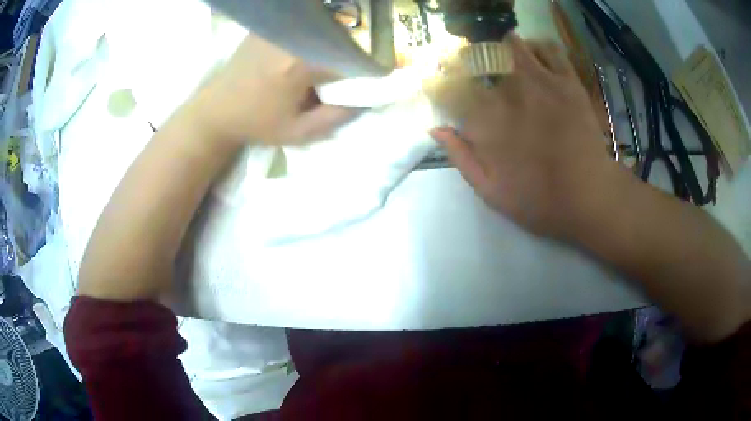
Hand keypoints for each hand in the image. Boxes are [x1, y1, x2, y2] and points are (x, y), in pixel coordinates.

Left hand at [184, 33, 356, 144]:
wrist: (217, 110)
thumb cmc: (257, 124)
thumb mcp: (300, 132)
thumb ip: (338, 116)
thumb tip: (367, 97)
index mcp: (300, 65)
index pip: (350, 59)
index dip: (365, 69)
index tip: (369, 80)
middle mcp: (291, 39)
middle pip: (338, 38)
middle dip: (351, 53)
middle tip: (348, 72)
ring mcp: (278, 29)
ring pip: (322, 28)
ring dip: (333, 42)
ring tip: (327, 62)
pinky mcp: (268, 27)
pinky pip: (302, 26)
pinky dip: (314, 35)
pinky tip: (310, 49)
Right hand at [430, 33, 621, 237]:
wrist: (589, 195)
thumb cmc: (539, 200)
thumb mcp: (490, 191)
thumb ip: (460, 158)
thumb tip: (435, 128)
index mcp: (485, 121)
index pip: (454, 87)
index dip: (449, 85)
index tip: (453, 92)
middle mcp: (507, 93)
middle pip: (480, 59)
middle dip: (475, 63)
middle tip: (482, 74)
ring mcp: (539, 82)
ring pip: (512, 45)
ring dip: (505, 49)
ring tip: (509, 62)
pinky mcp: (566, 81)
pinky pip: (548, 49)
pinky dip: (538, 47)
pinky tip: (537, 59)